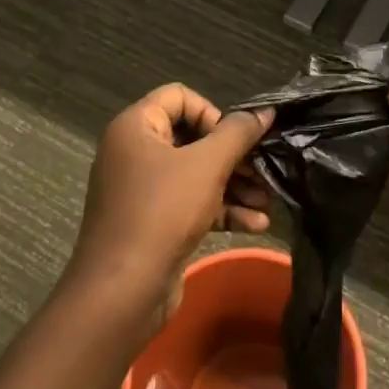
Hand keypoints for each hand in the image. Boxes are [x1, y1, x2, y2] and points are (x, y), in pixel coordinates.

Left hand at [65, 84, 273, 324]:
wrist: (122, 292)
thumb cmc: (162, 212)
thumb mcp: (207, 165)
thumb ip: (239, 133)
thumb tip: (266, 112)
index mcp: (135, 127)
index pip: (179, 96)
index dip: (212, 112)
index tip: (233, 139)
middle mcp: (134, 152)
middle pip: (192, 137)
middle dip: (233, 156)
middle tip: (263, 171)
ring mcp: (142, 190)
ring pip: (196, 173)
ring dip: (234, 185)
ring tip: (266, 201)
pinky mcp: (153, 223)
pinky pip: (191, 203)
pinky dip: (221, 209)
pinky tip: (255, 224)